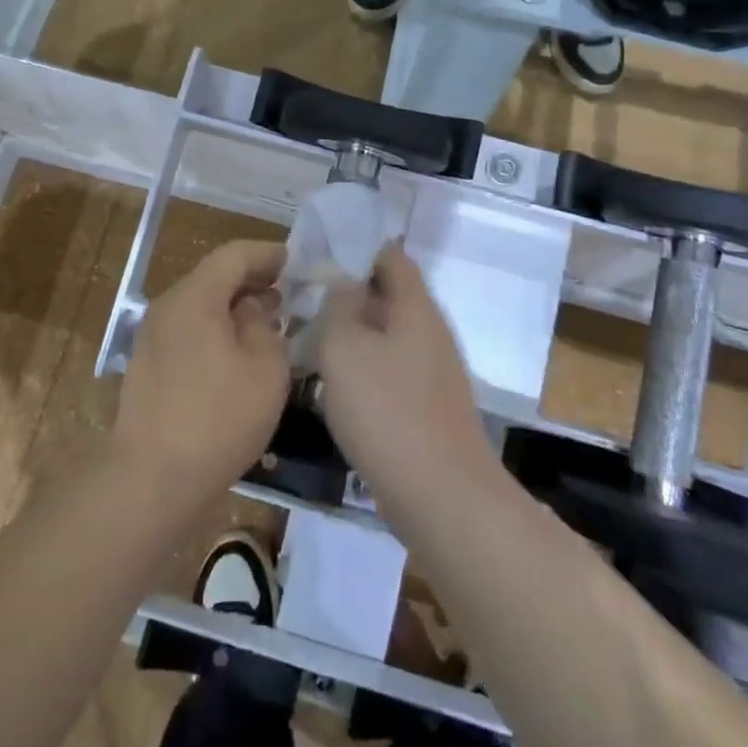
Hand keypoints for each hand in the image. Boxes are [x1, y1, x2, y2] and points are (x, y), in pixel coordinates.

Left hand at [113, 240, 289, 508]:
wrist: (152, 479)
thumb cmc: (218, 418)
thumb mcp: (264, 368)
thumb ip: (264, 325)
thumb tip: (253, 307)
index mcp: (195, 296)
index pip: (234, 255)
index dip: (267, 254)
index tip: (296, 263)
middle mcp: (168, 306)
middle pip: (214, 277)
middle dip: (252, 280)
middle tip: (287, 294)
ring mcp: (153, 336)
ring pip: (201, 305)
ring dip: (234, 307)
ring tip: (267, 324)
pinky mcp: (149, 365)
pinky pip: (189, 330)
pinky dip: (216, 329)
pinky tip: (237, 354)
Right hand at [314, 245, 491, 522]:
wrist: (441, 497)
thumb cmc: (386, 410)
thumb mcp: (345, 348)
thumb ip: (341, 306)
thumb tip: (346, 281)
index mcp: (415, 307)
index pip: (392, 257)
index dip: (359, 249)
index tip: (320, 256)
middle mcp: (431, 332)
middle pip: (390, 297)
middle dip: (351, 296)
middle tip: (307, 301)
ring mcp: (434, 372)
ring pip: (389, 337)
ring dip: (355, 335)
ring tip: (313, 341)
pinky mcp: (429, 408)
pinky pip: (392, 371)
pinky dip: (366, 369)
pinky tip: (337, 387)